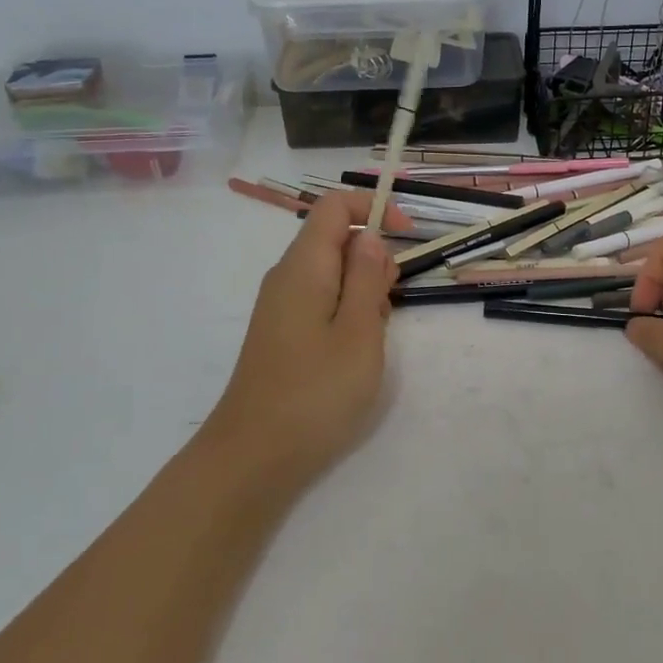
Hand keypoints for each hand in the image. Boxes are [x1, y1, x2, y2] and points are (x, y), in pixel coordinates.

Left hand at [200, 191, 401, 487]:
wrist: (253, 456)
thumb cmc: (315, 392)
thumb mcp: (359, 332)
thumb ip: (367, 278)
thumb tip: (370, 236)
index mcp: (304, 266)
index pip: (334, 206)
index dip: (374, 209)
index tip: (409, 237)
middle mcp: (286, 276)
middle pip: (335, 239)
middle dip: (373, 259)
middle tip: (389, 305)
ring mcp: (281, 306)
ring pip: (332, 274)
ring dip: (363, 291)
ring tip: (373, 338)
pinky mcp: (282, 333)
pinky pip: (321, 302)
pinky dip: (347, 313)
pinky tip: (355, 352)